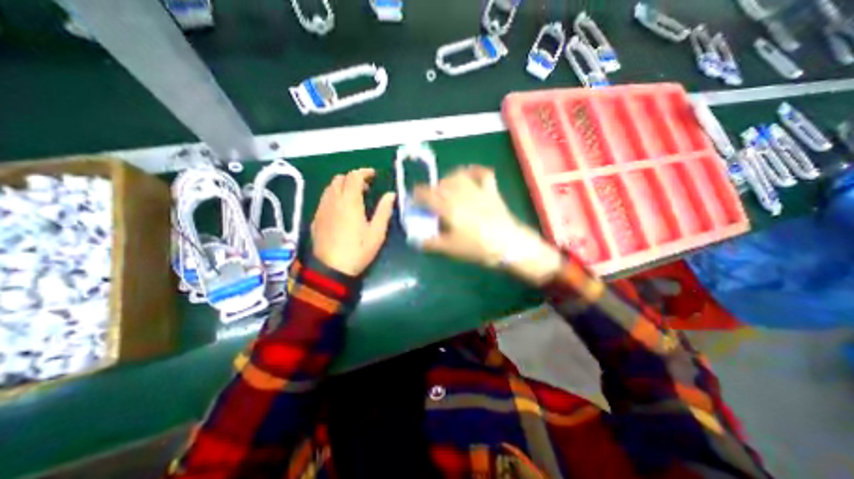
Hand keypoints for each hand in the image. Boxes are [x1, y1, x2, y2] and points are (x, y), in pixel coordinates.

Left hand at [313, 168, 393, 277]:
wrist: (331, 269)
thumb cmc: (358, 250)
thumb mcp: (377, 233)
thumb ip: (384, 211)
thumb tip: (391, 195)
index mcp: (349, 202)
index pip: (354, 176)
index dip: (364, 172)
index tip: (374, 175)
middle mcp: (333, 201)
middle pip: (340, 178)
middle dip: (354, 178)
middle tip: (366, 188)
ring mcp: (322, 209)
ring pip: (330, 187)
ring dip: (343, 186)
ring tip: (354, 197)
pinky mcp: (316, 218)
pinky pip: (324, 199)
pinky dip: (334, 195)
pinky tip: (341, 209)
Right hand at [416, 164, 564, 283]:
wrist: (509, 245)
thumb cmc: (477, 247)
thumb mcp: (450, 249)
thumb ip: (431, 243)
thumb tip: (417, 241)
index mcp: (447, 206)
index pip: (426, 194)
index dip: (416, 196)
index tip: (414, 202)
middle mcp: (460, 193)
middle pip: (440, 184)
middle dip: (431, 191)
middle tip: (430, 202)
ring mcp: (477, 190)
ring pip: (458, 176)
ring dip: (447, 180)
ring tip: (445, 188)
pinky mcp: (491, 191)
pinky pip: (482, 174)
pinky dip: (474, 171)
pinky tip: (469, 174)